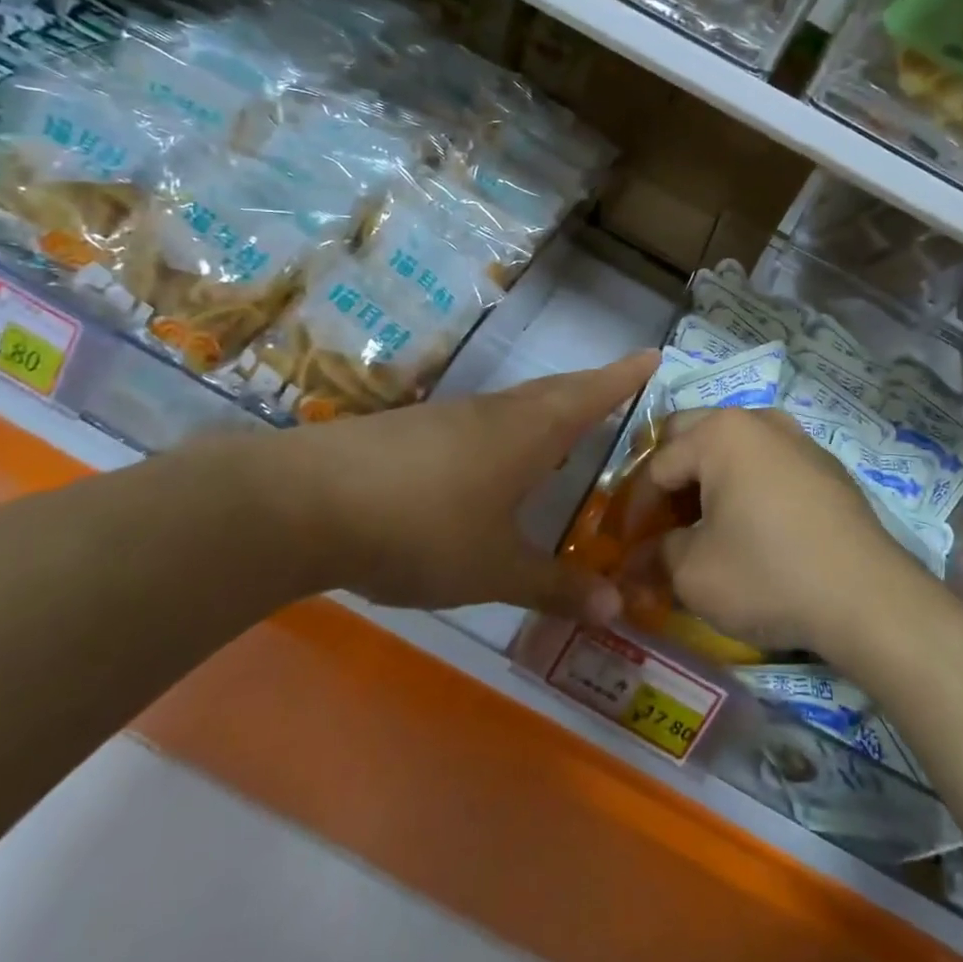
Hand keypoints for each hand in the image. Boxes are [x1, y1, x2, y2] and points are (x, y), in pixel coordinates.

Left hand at [237, 352, 656, 620]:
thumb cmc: (424, 530)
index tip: (652, 355)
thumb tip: (617, 606)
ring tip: (564, 431)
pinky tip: (494, 462)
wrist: (309, 503)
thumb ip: (555, 586)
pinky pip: (481, 423)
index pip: (591, 394)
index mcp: (530, 432)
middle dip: (591, 389)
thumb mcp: (495, 570)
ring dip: (547, 411)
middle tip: (617, 389)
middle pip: (555, 391)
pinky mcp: (413, 431)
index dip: (624, 377)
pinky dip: (507, 432)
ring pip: (516, 406)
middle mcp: (496, 413)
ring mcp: (451, 418)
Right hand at [649, 408, 926, 655]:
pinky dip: (748, 486)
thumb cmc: (768, 574)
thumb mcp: (693, 574)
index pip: (657, 464)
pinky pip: (769, 464)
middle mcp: (758, 420)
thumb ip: (655, 556)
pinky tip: (753, 527)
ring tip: (705, 524)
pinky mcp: (825, 466)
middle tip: (662, 523)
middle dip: (671, 478)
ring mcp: (798, 439)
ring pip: (734, 447)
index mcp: (720, 432)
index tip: (631, 546)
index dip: (637, 507)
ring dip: (710, 478)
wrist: (868, 598)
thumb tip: (635, 561)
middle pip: (693, 436)